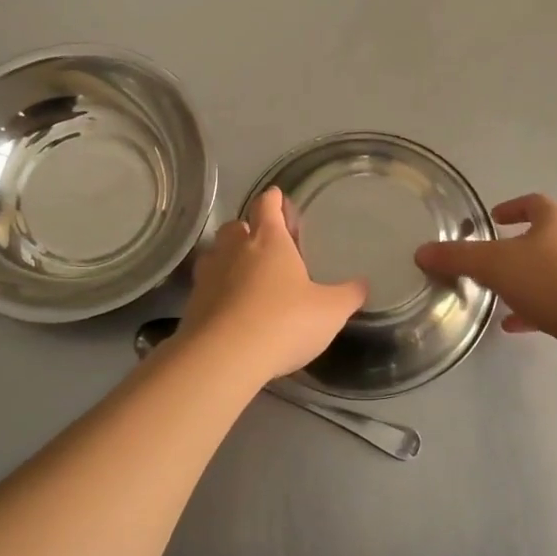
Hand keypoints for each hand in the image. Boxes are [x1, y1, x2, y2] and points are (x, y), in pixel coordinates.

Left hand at [179, 187, 368, 379]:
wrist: (224, 357)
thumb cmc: (284, 322)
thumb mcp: (330, 311)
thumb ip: (348, 295)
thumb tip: (364, 284)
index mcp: (269, 240)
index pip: (267, 205)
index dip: (274, 200)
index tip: (278, 198)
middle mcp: (235, 249)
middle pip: (236, 226)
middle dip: (248, 229)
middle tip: (265, 245)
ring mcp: (209, 274)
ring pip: (216, 253)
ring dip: (228, 258)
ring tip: (245, 275)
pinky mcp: (193, 303)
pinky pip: (205, 285)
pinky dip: (217, 290)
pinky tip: (230, 308)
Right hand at [414, 193, 556, 345]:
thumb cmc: (548, 279)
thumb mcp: (493, 264)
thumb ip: (457, 257)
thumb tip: (421, 252)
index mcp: (556, 219)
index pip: (533, 203)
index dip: (512, 208)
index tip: (494, 218)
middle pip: (544, 235)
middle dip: (517, 245)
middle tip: (491, 256)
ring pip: (551, 269)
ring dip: (526, 277)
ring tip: (499, 291)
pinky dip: (535, 307)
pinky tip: (514, 324)